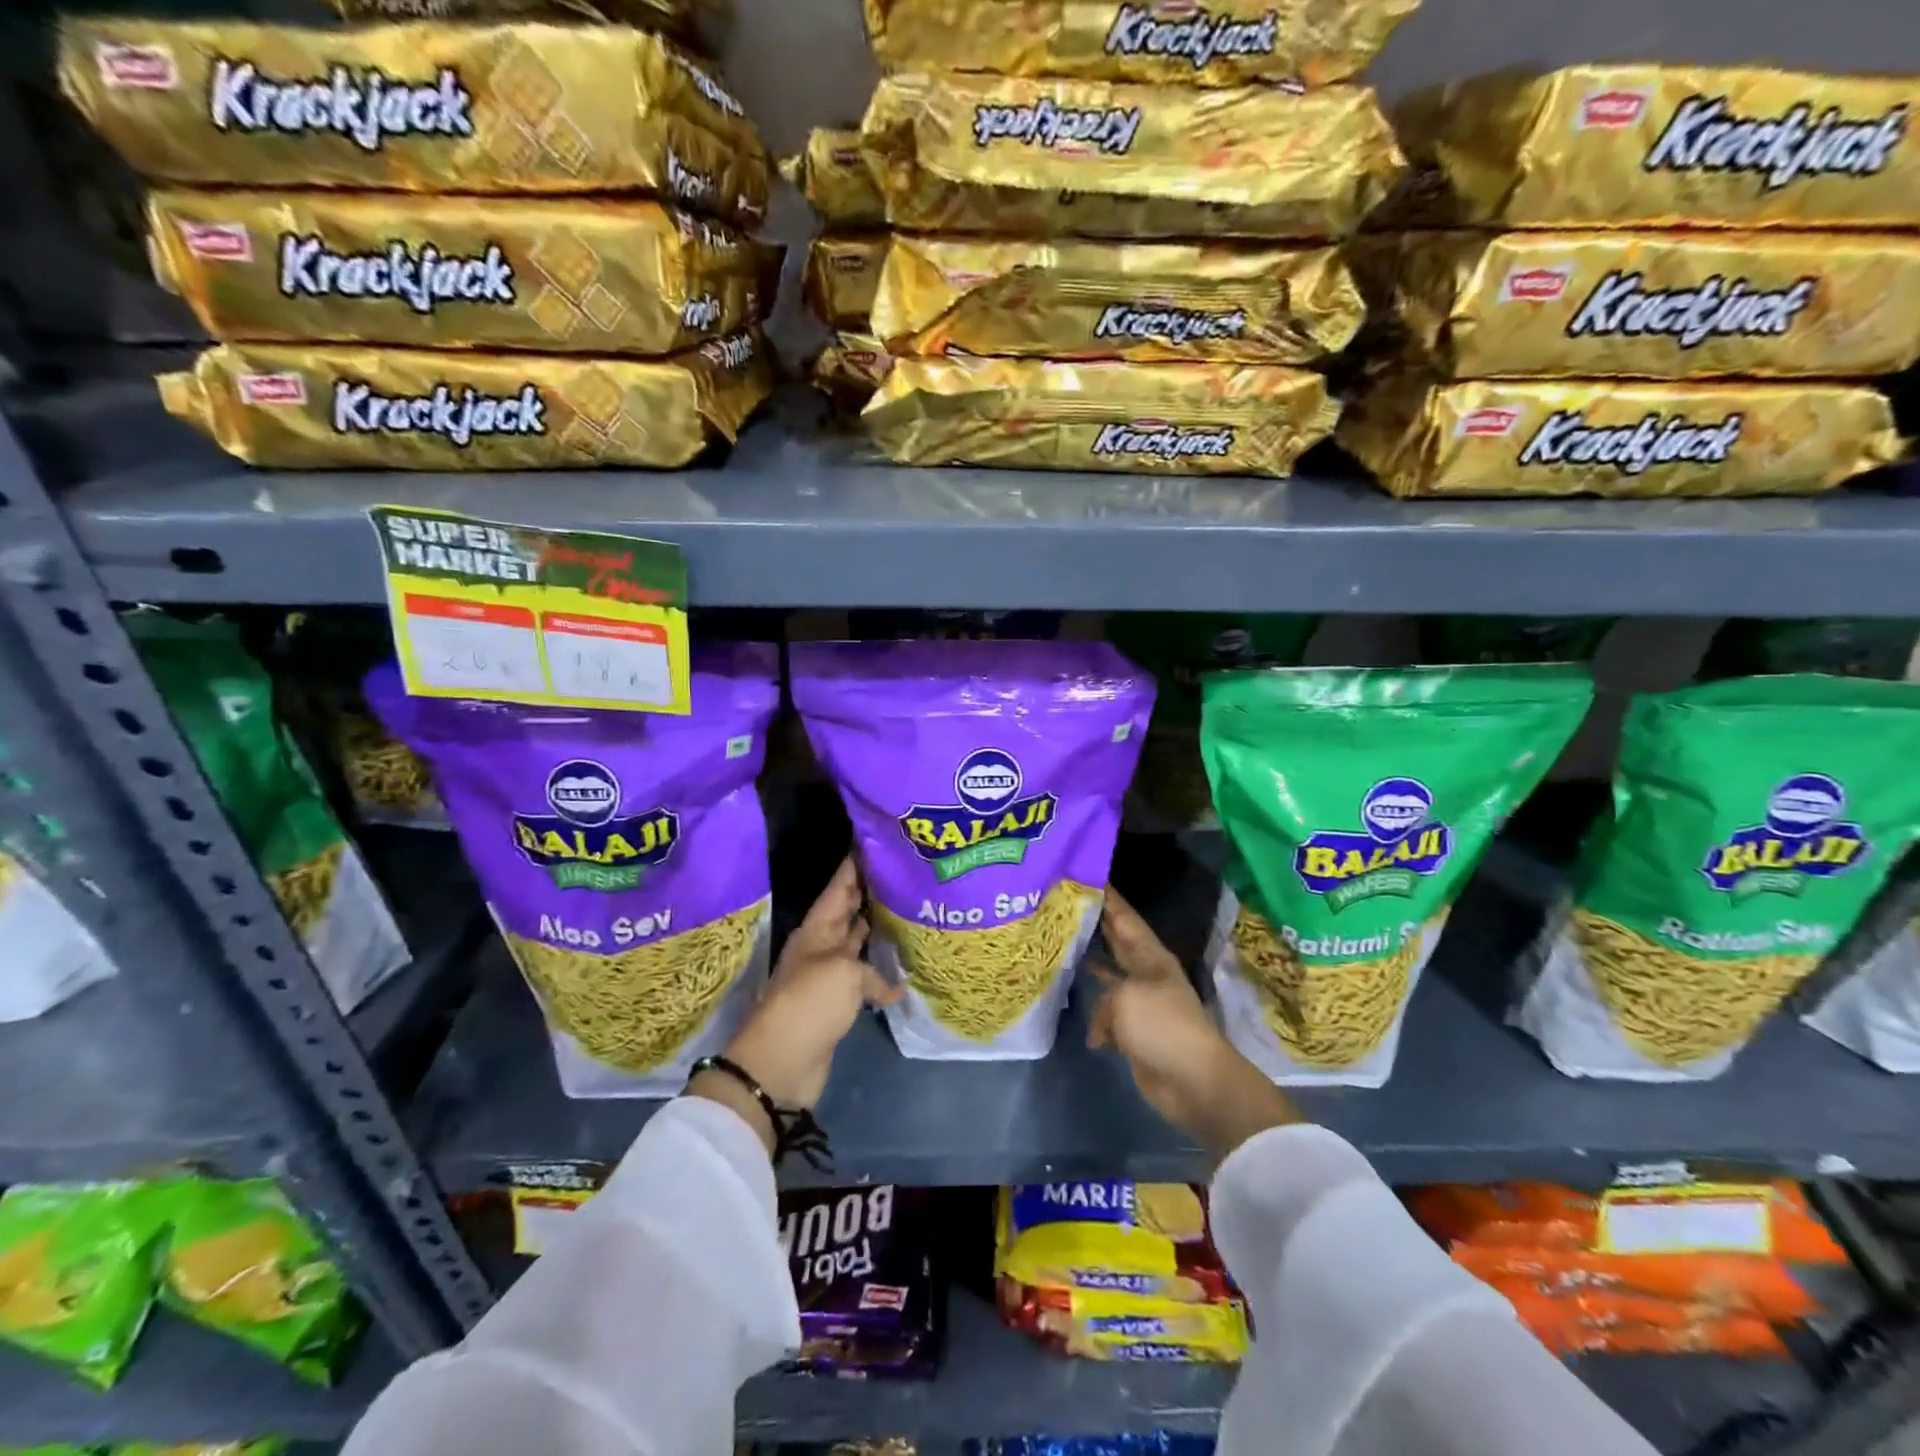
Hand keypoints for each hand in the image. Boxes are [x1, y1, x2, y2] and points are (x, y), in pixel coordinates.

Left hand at [697, 858, 900, 1149]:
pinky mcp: (837, 1003)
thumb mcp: (844, 973)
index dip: (854, 866)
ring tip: (905, 911)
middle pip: (847, 912)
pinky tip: (904, 971)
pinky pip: (863, 978)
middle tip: (898, 873)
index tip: (872, 842)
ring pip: (856, 943)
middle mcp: (822, 947)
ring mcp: (828, 975)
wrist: (782, 1062)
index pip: (838, 888)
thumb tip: (891, 985)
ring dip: (875, 929)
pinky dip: (882, 975)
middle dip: (868, 892)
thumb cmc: (810, 1003)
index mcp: (816, 930)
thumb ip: (872, 970)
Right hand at [1088, 887, 1299, 1160]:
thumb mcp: (1124, 998)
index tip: (1088, 875)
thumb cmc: (1162, 1026)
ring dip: (1091, 968)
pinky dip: (1095, 1016)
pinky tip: (1077, 1013)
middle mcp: (1146, 974)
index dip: (1109, 897)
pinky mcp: (1136, 1033)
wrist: (1193, 1082)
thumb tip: (1101, 1025)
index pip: (1125, 918)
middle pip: (1117, 943)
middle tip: (1066, 906)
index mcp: (1151, 957)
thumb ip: (1104, 997)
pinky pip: (1108, 1016)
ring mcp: (1142, 1004)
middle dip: (1096, 926)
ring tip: (1062, 950)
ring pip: (1110, 979)